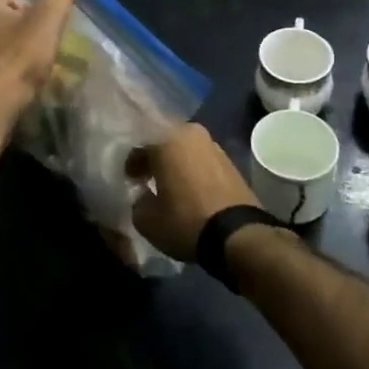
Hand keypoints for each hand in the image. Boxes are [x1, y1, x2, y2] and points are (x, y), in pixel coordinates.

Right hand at [127, 123, 259, 261]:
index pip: (139, 144)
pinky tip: (189, 188)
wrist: (238, 235)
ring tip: (169, 184)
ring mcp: (213, 145)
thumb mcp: (146, 219)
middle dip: (154, 157)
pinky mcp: (230, 161)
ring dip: (175, 162)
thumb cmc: (185, 220)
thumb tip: (143, 195)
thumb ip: (137, 201)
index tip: (130, 180)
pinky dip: (192, 169)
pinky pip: (201, 160)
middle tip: (146, 177)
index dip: (131, 163)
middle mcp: (190, 133)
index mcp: (166, 139)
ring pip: (184, 149)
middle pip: (164, 141)